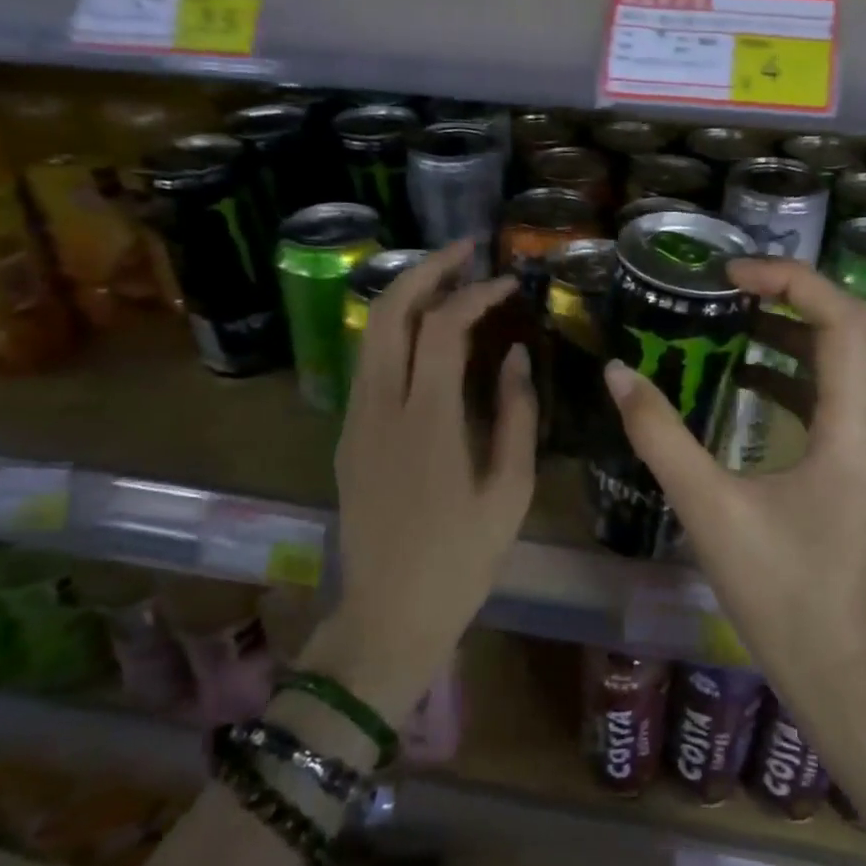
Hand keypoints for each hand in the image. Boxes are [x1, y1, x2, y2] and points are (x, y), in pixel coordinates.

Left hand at [304, 241, 536, 723]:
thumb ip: (517, 415)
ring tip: (451, 281)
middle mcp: (380, 408)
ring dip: (408, 296)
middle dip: (425, 269)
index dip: (476, 294)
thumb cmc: (461, 560)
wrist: (388, 615)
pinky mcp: (348, 435)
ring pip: (371, 333)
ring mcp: (355, 420)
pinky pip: (370, 363)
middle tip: (466, 251)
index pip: (442, 328)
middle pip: (388, 312)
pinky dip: (398, 331)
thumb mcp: (510, 492)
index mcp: (426, 423)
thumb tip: (517, 355)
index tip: (509, 283)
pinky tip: (430, 335)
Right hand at [601, 259, 865, 703]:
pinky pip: (828, 394)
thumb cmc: (777, 589)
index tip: (731, 273)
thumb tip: (618, 372)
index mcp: (853, 429)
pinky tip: (745, 375)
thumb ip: (660, 435)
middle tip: (725, 284)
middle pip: (846, 330)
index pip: (844, 320)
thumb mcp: (707, 507)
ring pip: (839, 361)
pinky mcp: (855, 464)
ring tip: (728, 315)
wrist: (831, 663)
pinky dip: (789, 371)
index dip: (791, 280)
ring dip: (787, 331)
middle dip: (787, 295)